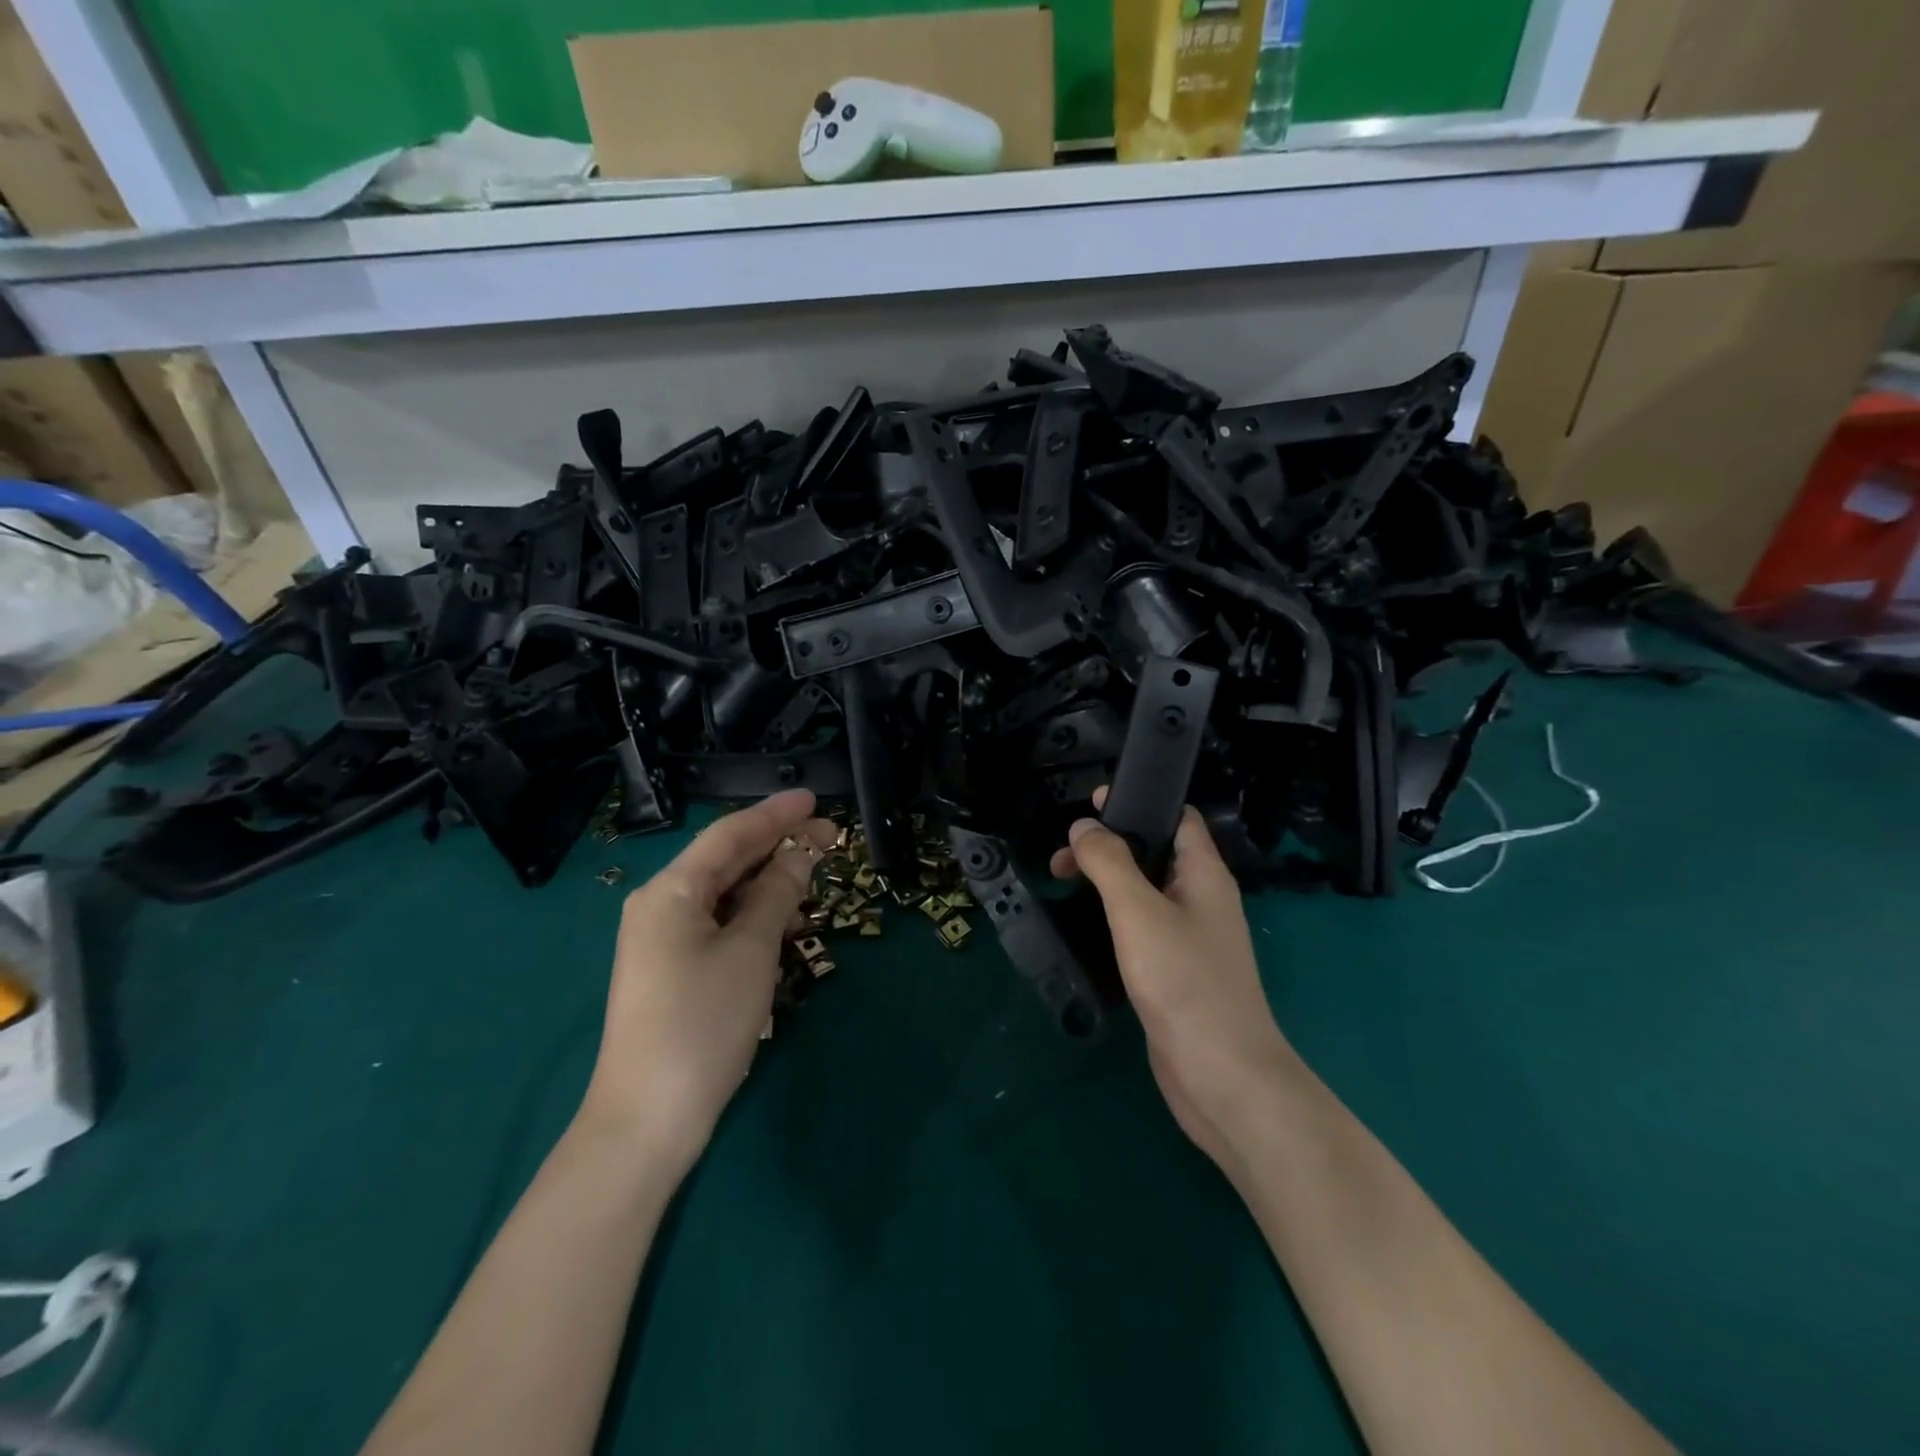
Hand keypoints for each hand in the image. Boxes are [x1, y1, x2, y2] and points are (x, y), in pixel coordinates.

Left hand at [578, 789, 835, 1176]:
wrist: (647, 1119)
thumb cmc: (703, 1022)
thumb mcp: (751, 950)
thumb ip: (777, 894)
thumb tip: (800, 853)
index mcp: (671, 891)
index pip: (730, 835)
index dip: (775, 814)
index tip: (813, 798)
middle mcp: (661, 906)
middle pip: (726, 860)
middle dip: (777, 845)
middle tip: (830, 836)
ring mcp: (663, 940)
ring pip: (724, 893)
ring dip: (768, 881)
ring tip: (814, 874)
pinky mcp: (673, 969)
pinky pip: (719, 923)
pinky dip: (753, 914)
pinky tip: (784, 920)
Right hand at [1051, 795, 1295, 1173]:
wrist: (1222, 1076)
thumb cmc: (1184, 982)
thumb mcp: (1138, 911)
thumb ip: (1109, 863)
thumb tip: (1083, 826)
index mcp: (1204, 874)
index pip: (1177, 817)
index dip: (1138, 802)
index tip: (1091, 803)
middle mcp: (1202, 899)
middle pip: (1155, 852)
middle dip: (1110, 845)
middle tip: (1062, 856)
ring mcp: (1191, 937)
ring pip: (1146, 891)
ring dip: (1109, 880)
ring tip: (1064, 881)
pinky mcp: (1177, 971)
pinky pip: (1144, 926)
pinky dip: (1115, 916)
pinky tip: (1089, 925)